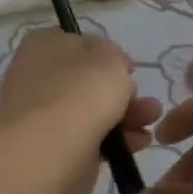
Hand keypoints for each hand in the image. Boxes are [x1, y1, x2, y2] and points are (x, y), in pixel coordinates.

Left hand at [0, 30, 159, 193]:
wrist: (50, 148)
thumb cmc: (81, 91)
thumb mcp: (110, 58)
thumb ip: (116, 58)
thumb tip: (114, 70)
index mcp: (46, 45)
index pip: (81, 45)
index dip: (109, 56)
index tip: (129, 71)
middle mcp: (40, 76)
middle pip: (89, 81)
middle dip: (123, 91)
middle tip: (148, 102)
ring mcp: (44, 114)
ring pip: (93, 111)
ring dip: (126, 115)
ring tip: (152, 121)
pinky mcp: (54, 148)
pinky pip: (91, 138)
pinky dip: (116, 140)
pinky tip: (139, 143)